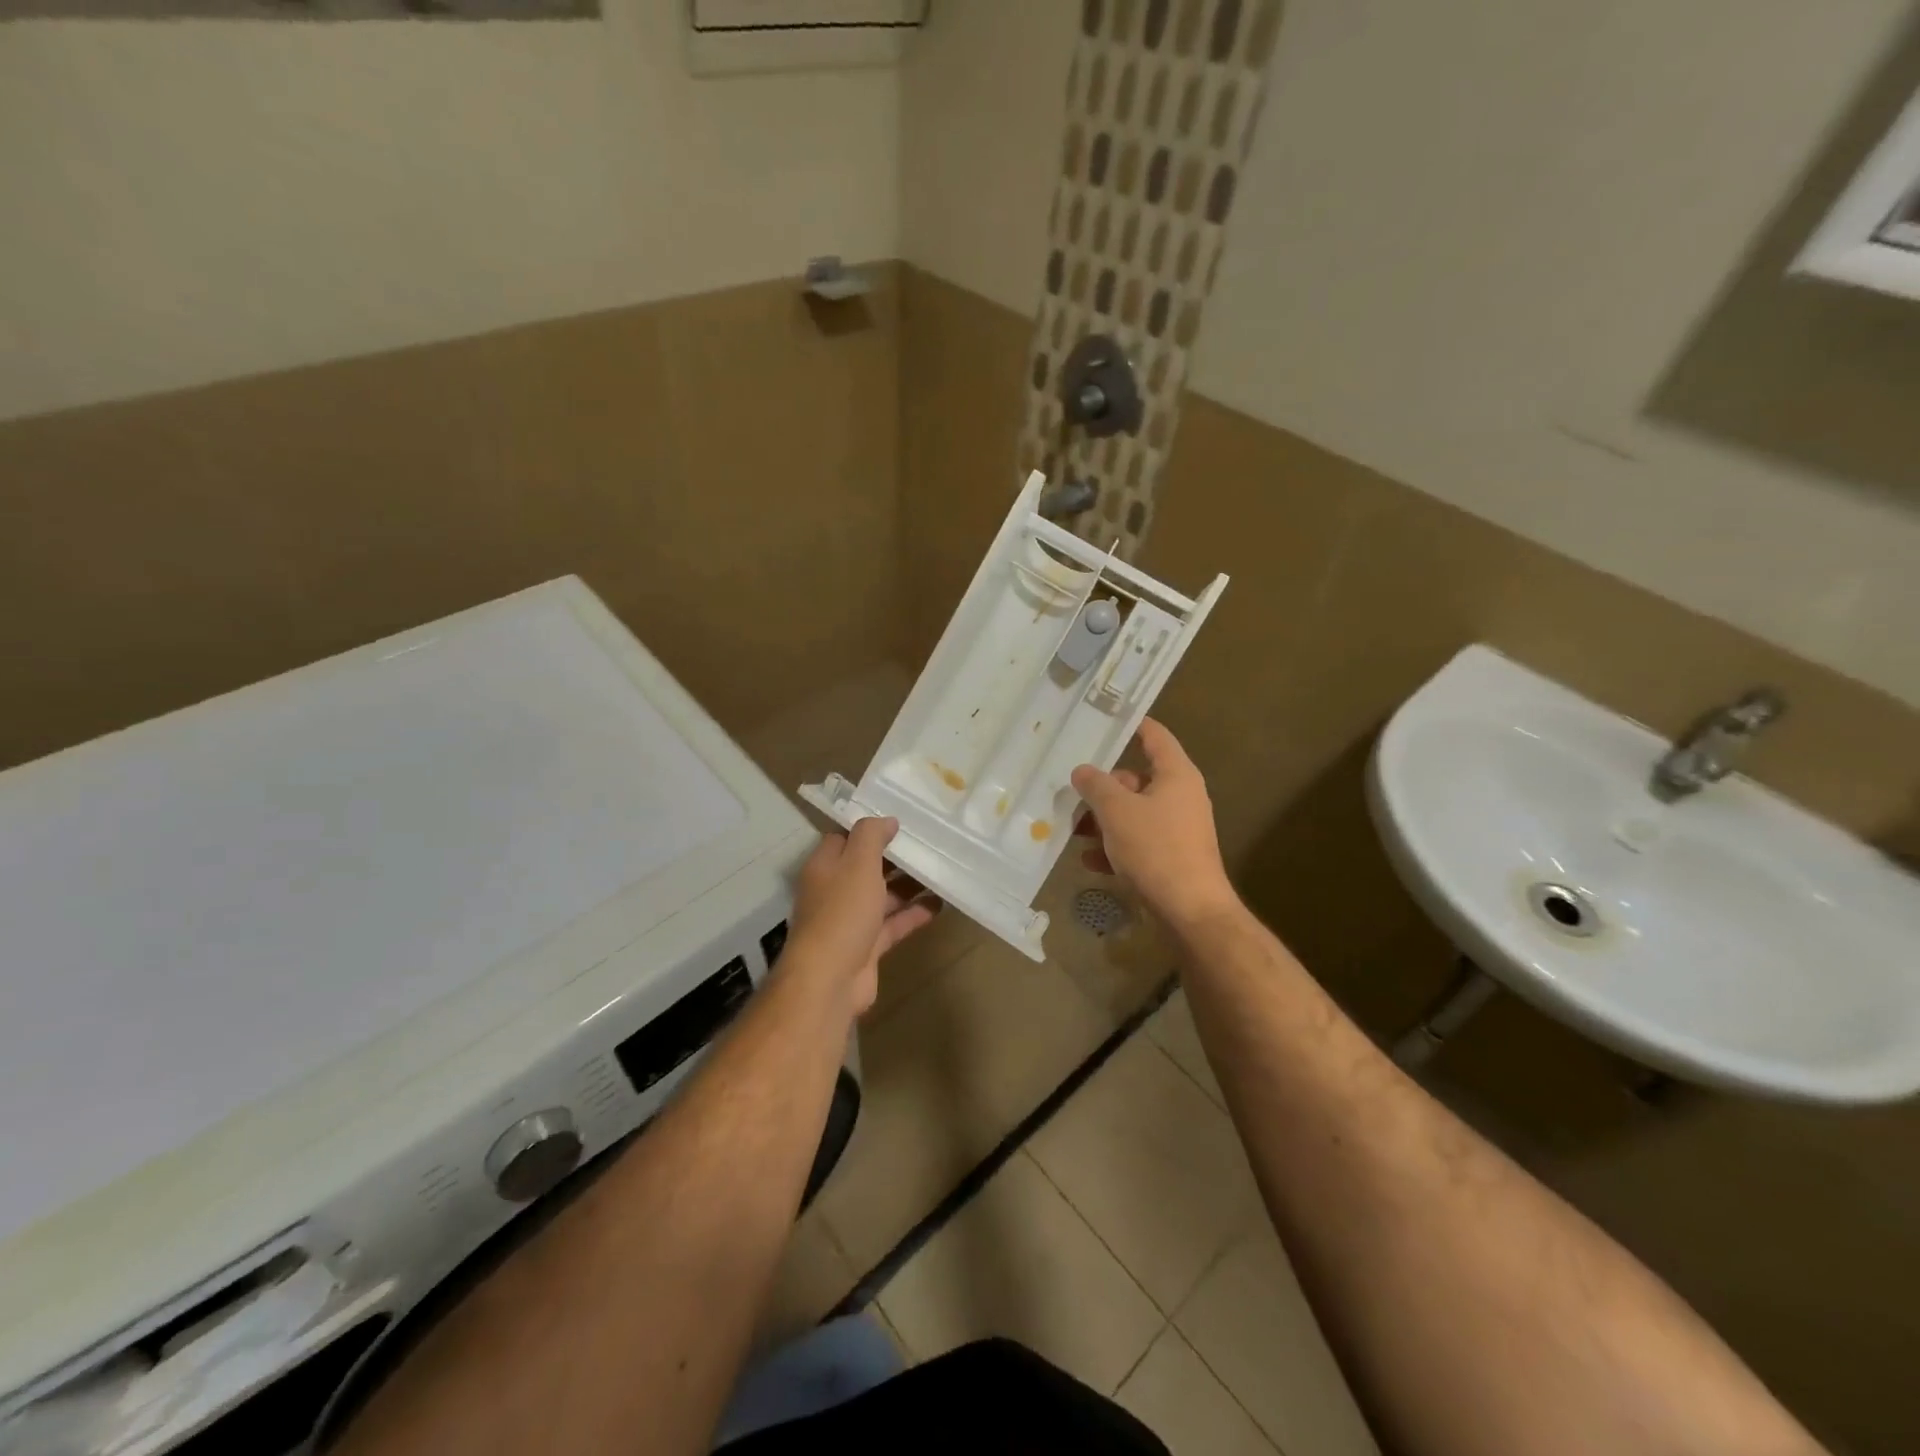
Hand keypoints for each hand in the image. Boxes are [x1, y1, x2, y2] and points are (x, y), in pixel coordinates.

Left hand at [786, 817, 937, 1015]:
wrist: (830, 980)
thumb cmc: (842, 912)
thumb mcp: (857, 863)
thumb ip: (871, 836)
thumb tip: (887, 820)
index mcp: (825, 867)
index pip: (845, 838)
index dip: (870, 829)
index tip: (901, 821)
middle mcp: (835, 891)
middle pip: (867, 867)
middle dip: (895, 857)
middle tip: (928, 843)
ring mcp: (851, 921)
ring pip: (883, 896)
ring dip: (908, 886)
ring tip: (940, 870)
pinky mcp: (867, 946)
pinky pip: (894, 924)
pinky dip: (914, 914)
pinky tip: (940, 904)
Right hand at [1071, 718, 1237, 929]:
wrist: (1190, 910)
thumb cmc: (1156, 849)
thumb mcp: (1117, 811)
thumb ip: (1096, 785)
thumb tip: (1082, 770)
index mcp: (1176, 775)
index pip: (1155, 736)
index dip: (1132, 725)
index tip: (1106, 719)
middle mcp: (1180, 796)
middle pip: (1136, 779)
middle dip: (1103, 787)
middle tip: (1070, 791)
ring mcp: (1177, 829)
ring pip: (1133, 813)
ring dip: (1103, 820)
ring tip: (1072, 829)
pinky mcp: (1171, 857)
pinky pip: (1137, 842)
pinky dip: (1114, 846)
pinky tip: (1089, 860)